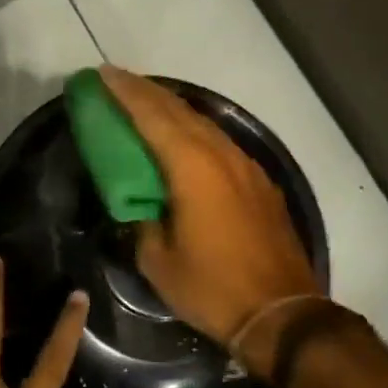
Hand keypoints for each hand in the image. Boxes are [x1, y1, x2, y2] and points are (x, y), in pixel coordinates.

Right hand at [99, 67, 322, 367]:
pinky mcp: (259, 181)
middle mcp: (221, 155)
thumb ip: (142, 223)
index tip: (104, 74)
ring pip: (203, 123)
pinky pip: (220, 142)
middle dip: (146, 92)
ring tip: (146, 102)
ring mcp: (245, 166)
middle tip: (118, 80)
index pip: (152, 117)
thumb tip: (139, 206)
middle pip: (179, 110)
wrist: (283, 313)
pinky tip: (185, 137)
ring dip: (172, 108)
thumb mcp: (159, 262)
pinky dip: (195, 130)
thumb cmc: (213, 288)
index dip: (126, 93)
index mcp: (192, 168)